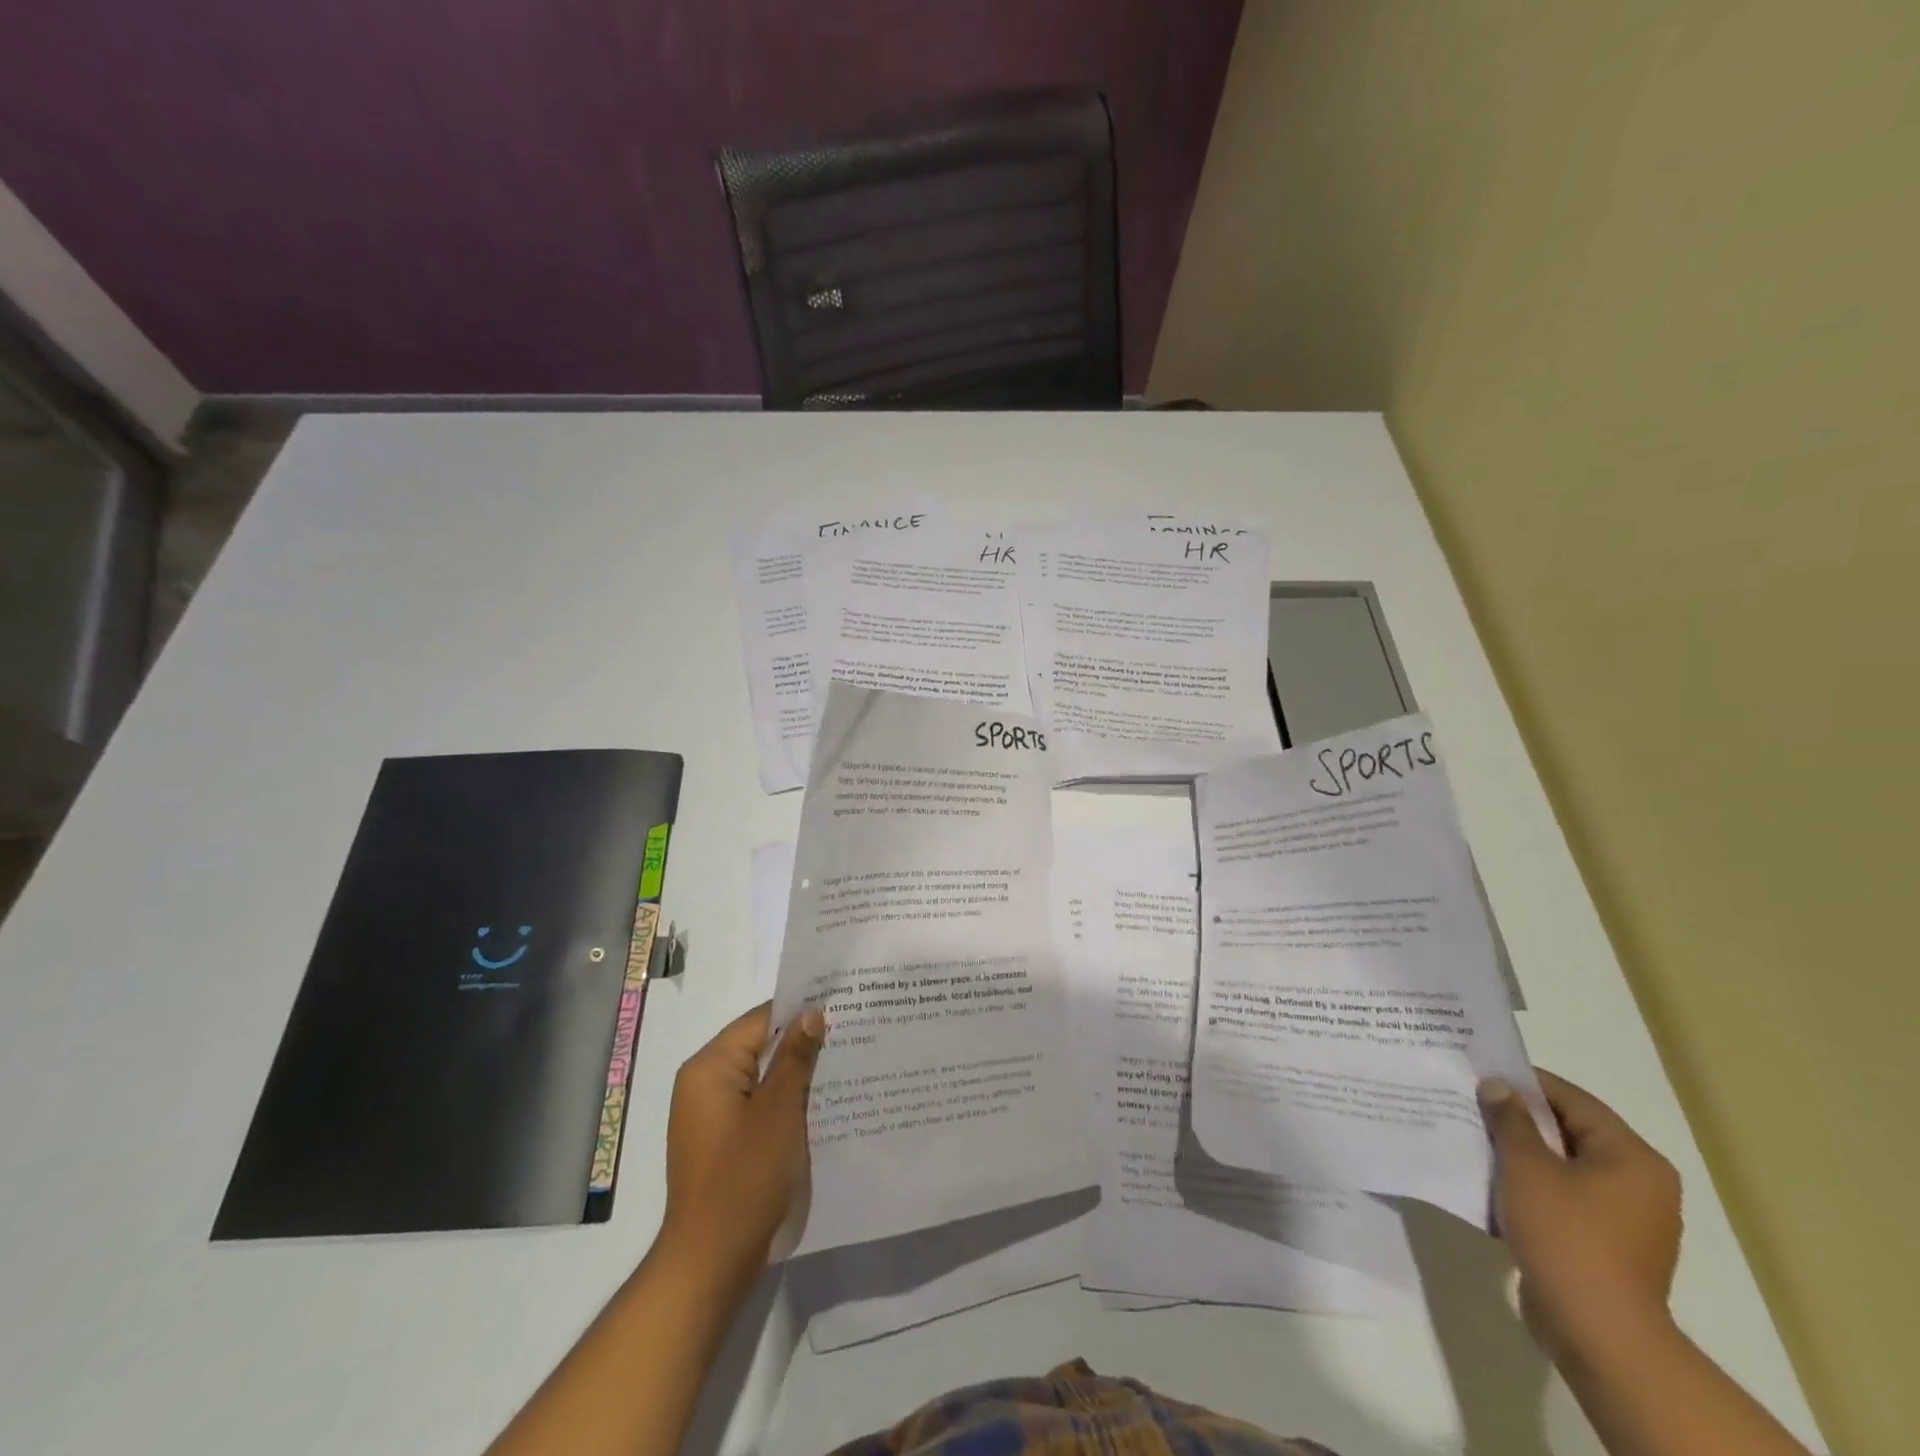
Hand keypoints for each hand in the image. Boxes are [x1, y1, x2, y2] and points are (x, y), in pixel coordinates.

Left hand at [659, 1002, 824, 1288]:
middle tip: (849, 1034)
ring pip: (760, 1077)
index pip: (759, 1021)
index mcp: (709, 1067)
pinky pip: (756, 1105)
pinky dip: (782, 1101)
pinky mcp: (721, 1141)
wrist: (711, 1260)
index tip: (840, 1008)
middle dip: (800, 1043)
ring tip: (842, 1064)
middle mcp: (702, 1084)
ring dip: (794, 1074)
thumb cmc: (745, 1176)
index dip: (799, 1013)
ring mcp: (709, 1115)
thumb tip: (811, 1013)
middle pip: (758, 1047)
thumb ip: (794, 1057)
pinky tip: (817, 1105)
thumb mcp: (779, 1110)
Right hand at [1480, 1070, 1683, 1365]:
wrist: (1597, 1331)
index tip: (1480, 1075)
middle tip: (1472, 1105)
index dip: (1524, 1083)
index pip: (1572, 1099)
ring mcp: (1629, 1219)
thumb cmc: (1566, 1234)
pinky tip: (1496, 1185)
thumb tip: (1498, 1087)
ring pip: (1566, 1167)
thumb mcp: (1526, 1166)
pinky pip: (1568, 1198)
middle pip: (1571, 1132)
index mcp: (1632, 1157)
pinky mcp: (1610, 1246)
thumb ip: (1510, 1120)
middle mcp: (1641, 1183)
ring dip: (1524, 1154)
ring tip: (1477, 1142)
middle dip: (1520, 1119)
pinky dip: (1534, 1186)